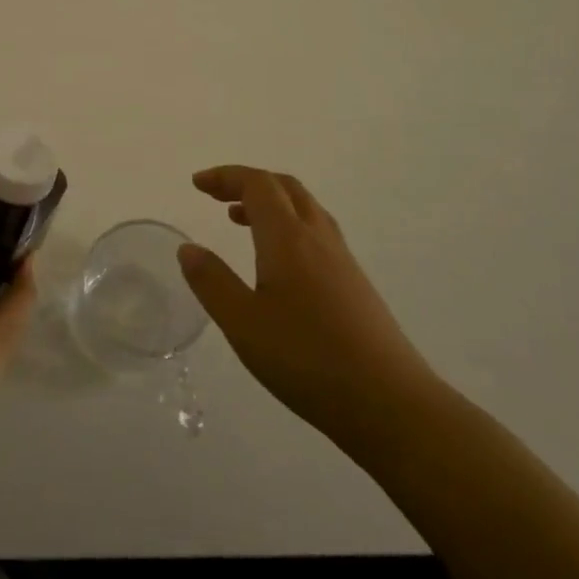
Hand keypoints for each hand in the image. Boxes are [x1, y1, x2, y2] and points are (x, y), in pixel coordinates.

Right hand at [178, 165, 439, 444]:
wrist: (390, 402)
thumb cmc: (307, 359)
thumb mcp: (243, 324)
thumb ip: (212, 282)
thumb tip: (188, 249)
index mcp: (288, 238)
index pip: (258, 184)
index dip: (226, 176)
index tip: (197, 184)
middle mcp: (318, 238)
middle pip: (285, 187)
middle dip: (248, 182)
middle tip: (216, 196)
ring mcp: (342, 260)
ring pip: (305, 209)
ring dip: (271, 203)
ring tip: (241, 221)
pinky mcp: (356, 284)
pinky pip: (317, 233)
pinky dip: (289, 226)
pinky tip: (279, 263)